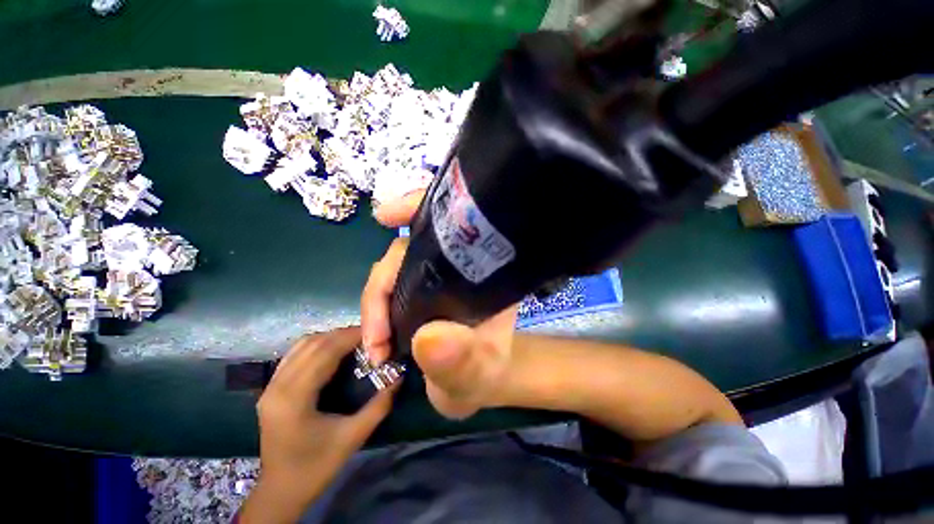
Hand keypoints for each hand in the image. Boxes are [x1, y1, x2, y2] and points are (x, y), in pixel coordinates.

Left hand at [249, 328, 393, 513]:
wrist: (281, 491)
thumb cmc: (317, 466)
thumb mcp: (353, 437)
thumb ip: (379, 405)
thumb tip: (399, 376)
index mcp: (294, 398)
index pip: (325, 352)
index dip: (351, 337)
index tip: (375, 332)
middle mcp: (278, 386)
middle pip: (313, 344)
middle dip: (343, 334)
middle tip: (369, 334)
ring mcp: (270, 386)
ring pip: (302, 345)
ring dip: (330, 337)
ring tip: (355, 339)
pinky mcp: (271, 389)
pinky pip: (295, 354)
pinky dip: (317, 345)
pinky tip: (333, 350)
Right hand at [365, 190, 516, 418]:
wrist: (473, 384)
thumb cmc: (484, 372)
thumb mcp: (480, 371)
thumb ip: (462, 360)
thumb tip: (429, 337)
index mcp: (479, 271)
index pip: (453, 227)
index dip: (421, 210)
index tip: (385, 216)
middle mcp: (454, 265)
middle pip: (410, 249)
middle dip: (383, 284)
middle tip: (378, 339)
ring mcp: (431, 277)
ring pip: (393, 268)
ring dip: (374, 302)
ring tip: (377, 345)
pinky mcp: (414, 293)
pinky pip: (387, 287)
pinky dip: (374, 305)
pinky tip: (374, 332)